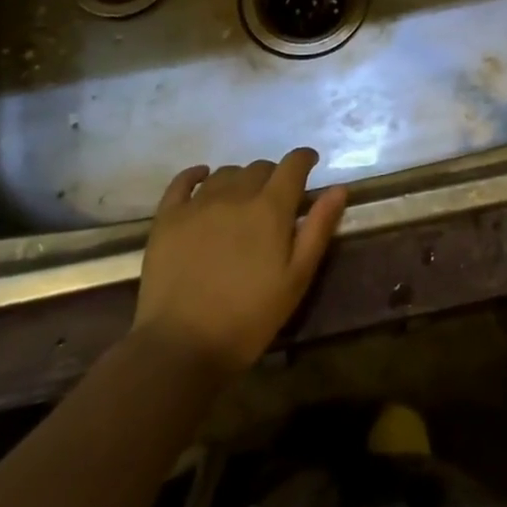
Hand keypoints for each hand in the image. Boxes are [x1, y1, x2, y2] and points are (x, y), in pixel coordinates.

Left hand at [132, 149, 349, 376]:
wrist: (182, 347)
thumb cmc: (249, 317)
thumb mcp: (296, 278)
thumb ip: (318, 228)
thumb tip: (338, 188)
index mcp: (270, 207)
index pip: (292, 165)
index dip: (304, 159)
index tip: (309, 164)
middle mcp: (235, 194)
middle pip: (259, 167)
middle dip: (272, 176)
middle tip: (275, 199)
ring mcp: (198, 204)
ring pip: (226, 173)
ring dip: (240, 180)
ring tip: (242, 200)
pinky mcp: (168, 218)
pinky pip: (182, 181)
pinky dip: (196, 175)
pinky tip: (203, 178)